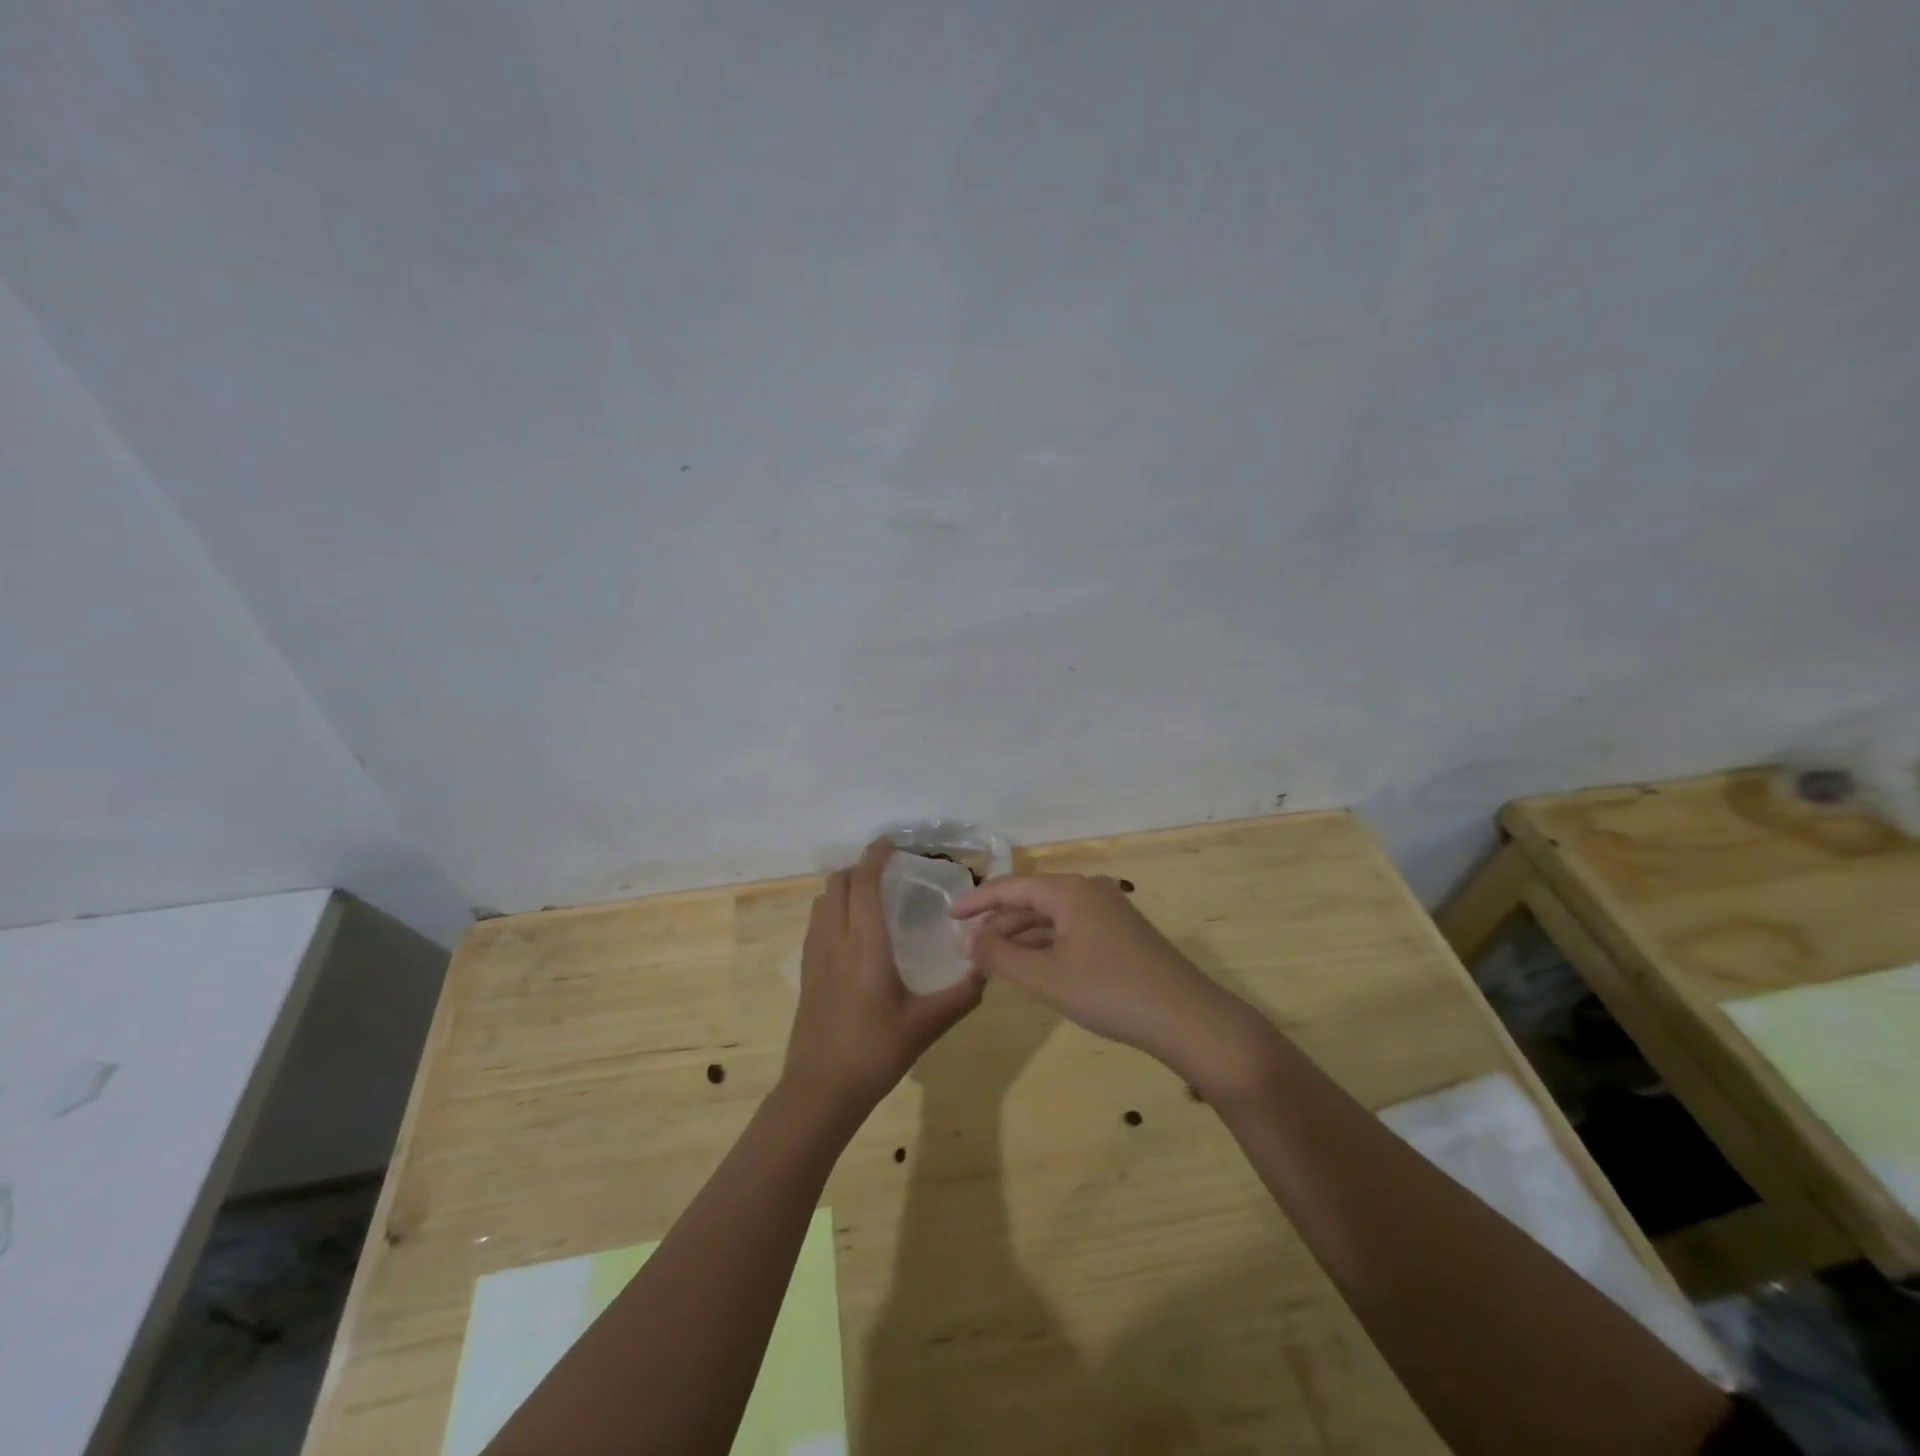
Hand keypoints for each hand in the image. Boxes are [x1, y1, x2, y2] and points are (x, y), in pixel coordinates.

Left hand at [783, 839, 984, 1121]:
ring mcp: (814, 956)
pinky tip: (853, 933)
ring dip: (843, 888)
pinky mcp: (806, 972)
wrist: (821, 1090)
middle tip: (887, 872)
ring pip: (822, 902)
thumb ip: (963, 993)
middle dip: (859, 868)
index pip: (862, 882)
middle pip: (837, 884)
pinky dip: (832, 910)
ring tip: (870, 897)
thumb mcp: (928, 1024)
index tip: (892, 843)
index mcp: (865, 944)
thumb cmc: (876, 1051)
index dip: (875, 856)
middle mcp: (835, 940)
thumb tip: (987, 967)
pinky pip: (816, 924)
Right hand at [951, 873, 1271, 1095]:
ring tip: (992, 960)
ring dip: (1021, 937)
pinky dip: (1046, 945)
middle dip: (998, 923)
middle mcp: (1089, 891)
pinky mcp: (1120, 934)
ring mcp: (1108, 911)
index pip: (1011, 887)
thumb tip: (967, 941)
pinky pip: (1071, 930)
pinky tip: (1031, 966)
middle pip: (1031, 900)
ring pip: (1052, 917)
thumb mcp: (1047, 978)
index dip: (977, 901)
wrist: (1187, 1019)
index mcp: (1069, 891)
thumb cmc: (1111, 993)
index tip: (948, 916)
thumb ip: (1001, 957)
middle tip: (967, 947)